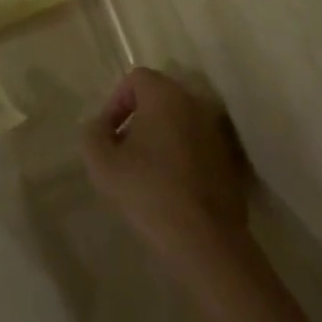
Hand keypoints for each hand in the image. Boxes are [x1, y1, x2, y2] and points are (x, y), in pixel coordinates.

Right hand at [83, 68, 247, 268]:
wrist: (206, 243)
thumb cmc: (148, 192)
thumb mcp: (101, 163)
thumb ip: (93, 133)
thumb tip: (100, 126)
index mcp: (165, 95)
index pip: (135, 79)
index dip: (115, 102)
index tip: (108, 135)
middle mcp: (194, 104)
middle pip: (158, 98)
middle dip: (137, 119)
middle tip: (122, 152)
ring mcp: (215, 133)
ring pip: (178, 123)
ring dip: (159, 138)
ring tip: (144, 173)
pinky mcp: (228, 162)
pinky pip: (196, 146)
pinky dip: (180, 157)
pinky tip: (169, 189)